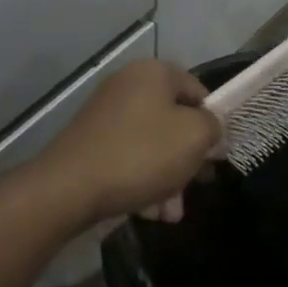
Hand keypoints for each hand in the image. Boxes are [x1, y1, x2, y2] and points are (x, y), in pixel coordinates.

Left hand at [29, 60, 220, 227]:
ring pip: (153, 144)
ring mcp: (107, 112)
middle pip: (174, 121)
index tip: (216, 156)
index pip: (198, 91)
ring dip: (168, 179)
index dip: (212, 123)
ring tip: (169, 214)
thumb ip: (213, 127)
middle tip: (196, 188)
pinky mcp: (91, 140)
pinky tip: (146, 211)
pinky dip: (142, 180)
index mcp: (154, 72)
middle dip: (188, 160)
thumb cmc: (141, 153)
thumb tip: (211, 130)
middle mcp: (128, 84)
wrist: (70, 186)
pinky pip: (129, 156)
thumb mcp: (193, 137)